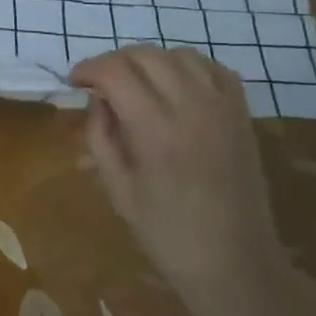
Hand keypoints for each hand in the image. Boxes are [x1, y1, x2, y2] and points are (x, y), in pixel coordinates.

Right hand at [69, 46, 284, 315]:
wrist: (235, 261)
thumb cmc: (167, 234)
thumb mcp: (117, 189)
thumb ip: (101, 137)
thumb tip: (96, 100)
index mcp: (156, 130)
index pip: (115, 72)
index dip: (88, 69)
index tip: (74, 82)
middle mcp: (192, 107)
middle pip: (145, 55)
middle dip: (113, 62)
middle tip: (97, 85)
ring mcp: (223, 106)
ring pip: (178, 53)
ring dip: (148, 61)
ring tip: (133, 84)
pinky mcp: (242, 113)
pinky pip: (212, 68)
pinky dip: (185, 67)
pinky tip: (172, 87)